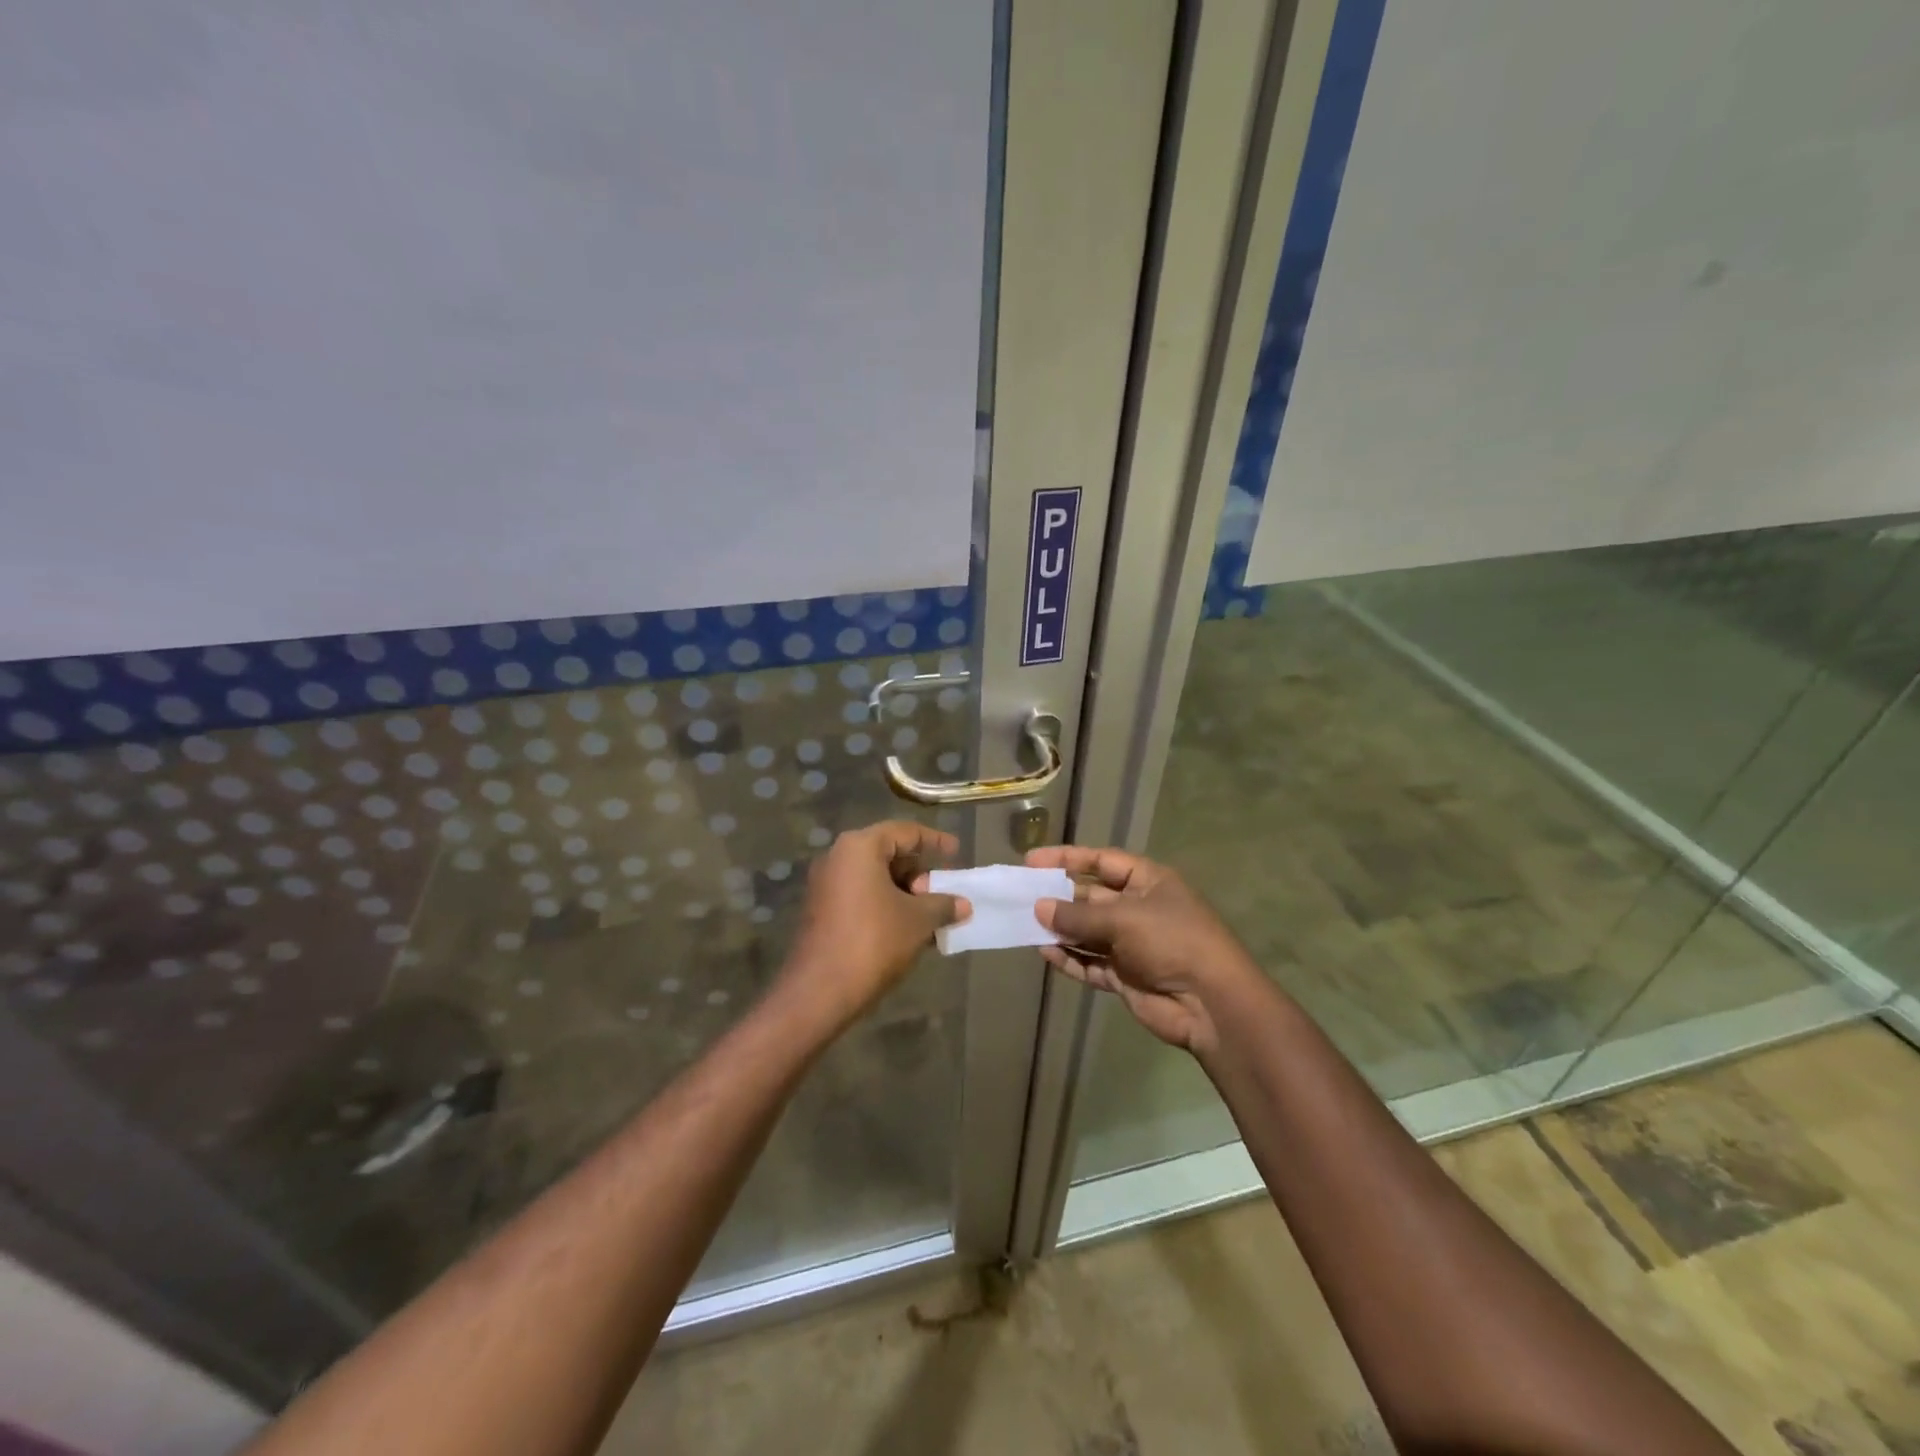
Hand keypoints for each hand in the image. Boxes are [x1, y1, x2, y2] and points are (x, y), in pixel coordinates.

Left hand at [782, 821, 969, 1023]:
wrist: (820, 992)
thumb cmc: (873, 941)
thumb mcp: (917, 920)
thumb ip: (943, 905)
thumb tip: (963, 904)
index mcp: (859, 848)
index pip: (905, 832)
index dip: (935, 841)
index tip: (957, 852)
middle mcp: (838, 858)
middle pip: (888, 854)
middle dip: (920, 873)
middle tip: (944, 892)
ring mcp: (826, 886)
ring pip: (876, 878)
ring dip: (906, 894)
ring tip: (933, 916)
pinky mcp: (822, 911)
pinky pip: (862, 897)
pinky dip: (887, 906)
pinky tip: (910, 930)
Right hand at [1027, 845, 1258, 1055]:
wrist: (1211, 1003)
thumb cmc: (1172, 941)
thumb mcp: (1124, 919)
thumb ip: (1078, 915)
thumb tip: (1039, 907)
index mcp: (1148, 882)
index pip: (1101, 861)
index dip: (1067, 858)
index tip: (1031, 860)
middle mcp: (1138, 908)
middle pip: (1090, 897)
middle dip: (1058, 898)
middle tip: (1020, 897)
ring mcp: (1131, 944)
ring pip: (1087, 931)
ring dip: (1060, 930)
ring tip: (1025, 926)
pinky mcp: (1125, 975)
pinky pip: (1090, 962)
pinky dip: (1070, 958)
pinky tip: (1045, 953)